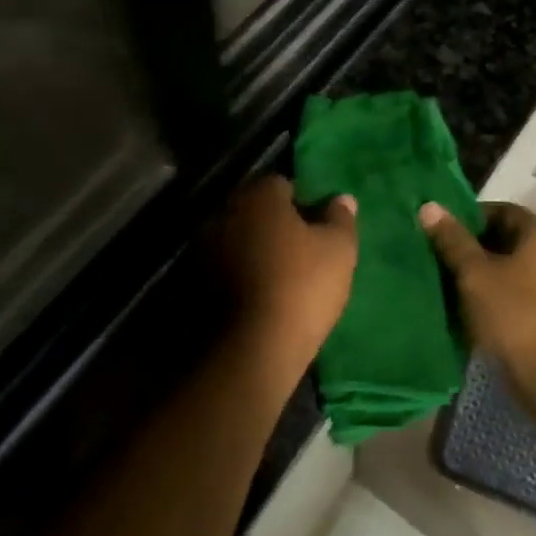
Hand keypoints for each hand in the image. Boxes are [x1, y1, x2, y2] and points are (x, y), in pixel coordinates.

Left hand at [211, 175, 357, 378]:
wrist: (252, 351)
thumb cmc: (302, 286)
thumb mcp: (339, 249)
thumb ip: (341, 218)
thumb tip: (342, 198)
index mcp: (258, 197)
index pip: (282, 184)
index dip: (303, 202)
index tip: (318, 227)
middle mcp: (225, 213)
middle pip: (256, 210)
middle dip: (275, 224)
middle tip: (302, 250)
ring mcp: (204, 249)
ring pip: (238, 239)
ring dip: (255, 250)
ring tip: (281, 277)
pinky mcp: (194, 284)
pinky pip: (225, 268)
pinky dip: (239, 275)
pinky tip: (260, 296)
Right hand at [418, 201, 535, 412]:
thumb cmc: (514, 315)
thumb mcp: (475, 274)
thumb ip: (452, 240)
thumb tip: (429, 206)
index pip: (499, 210)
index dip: (469, 215)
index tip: (439, 229)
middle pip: (500, 239)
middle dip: (467, 246)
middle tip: (433, 254)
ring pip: (502, 269)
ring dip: (474, 274)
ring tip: (439, 280)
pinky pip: (508, 294)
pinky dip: (486, 296)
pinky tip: (459, 307)